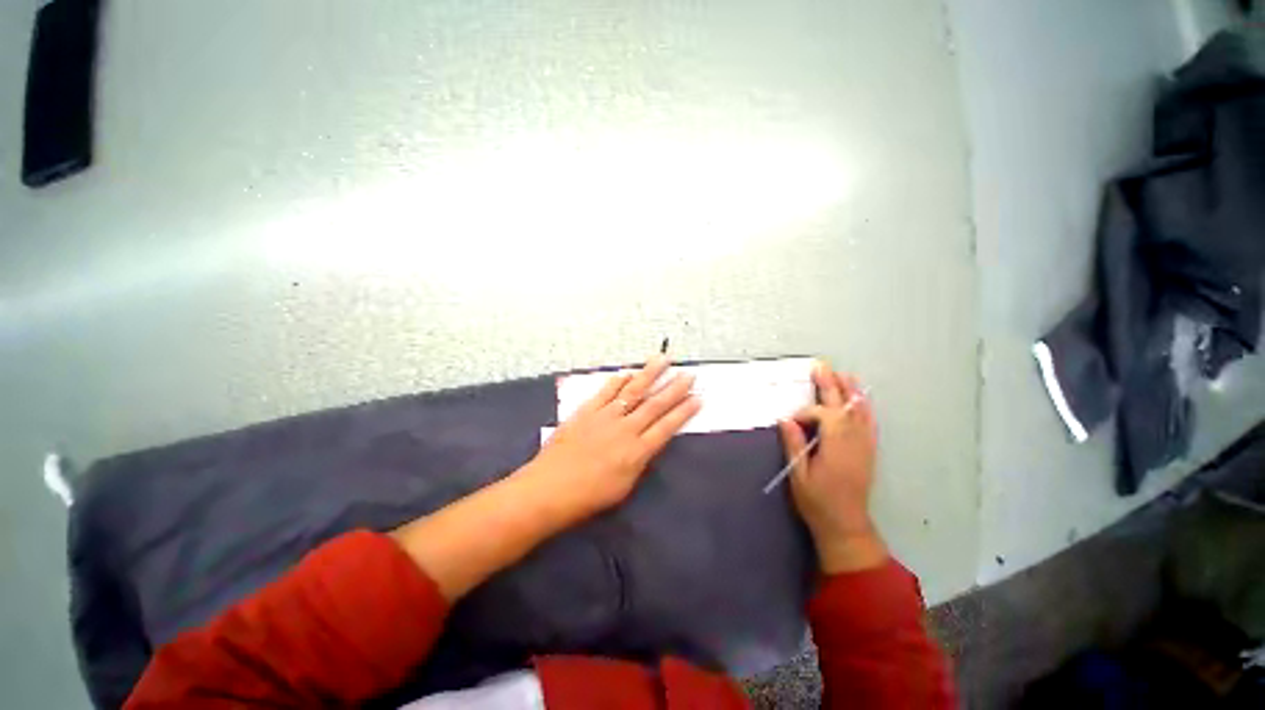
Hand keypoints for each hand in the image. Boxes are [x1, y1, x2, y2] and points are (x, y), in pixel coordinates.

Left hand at [523, 355, 700, 520]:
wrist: (548, 490)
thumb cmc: (587, 498)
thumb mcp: (623, 487)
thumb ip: (639, 462)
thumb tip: (648, 444)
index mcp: (637, 452)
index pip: (667, 427)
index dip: (684, 412)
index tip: (698, 398)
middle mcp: (625, 430)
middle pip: (655, 405)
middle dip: (674, 389)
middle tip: (689, 374)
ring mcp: (605, 417)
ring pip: (632, 391)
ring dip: (649, 374)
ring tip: (663, 359)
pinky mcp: (586, 411)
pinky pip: (605, 392)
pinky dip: (617, 380)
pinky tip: (627, 371)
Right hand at [778, 361, 886, 573]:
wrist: (846, 525)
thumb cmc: (818, 502)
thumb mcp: (798, 475)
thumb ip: (794, 445)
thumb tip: (785, 419)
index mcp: (835, 448)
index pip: (824, 416)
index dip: (806, 413)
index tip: (791, 423)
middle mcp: (853, 442)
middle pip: (843, 407)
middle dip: (831, 385)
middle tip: (821, 367)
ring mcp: (864, 446)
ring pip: (859, 412)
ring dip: (850, 392)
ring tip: (843, 374)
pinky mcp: (868, 451)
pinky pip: (870, 424)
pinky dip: (865, 408)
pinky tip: (861, 399)